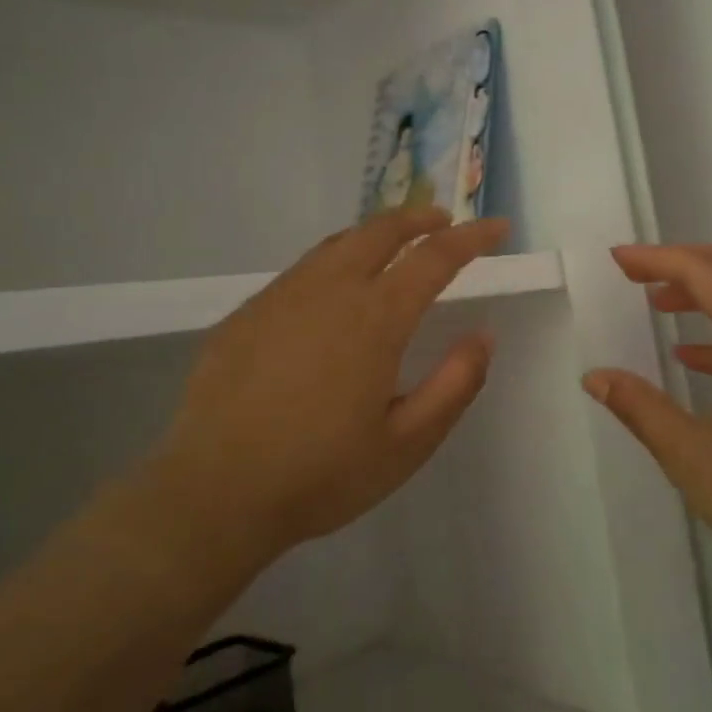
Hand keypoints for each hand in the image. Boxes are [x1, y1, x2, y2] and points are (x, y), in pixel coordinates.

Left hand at [151, 209, 508, 557]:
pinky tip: (334, 289)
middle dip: (419, 218)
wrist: (213, 494)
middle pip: (381, 231)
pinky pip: (301, 270)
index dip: (472, 237)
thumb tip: (483, 336)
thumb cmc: (321, 475)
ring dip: (375, 234)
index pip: (435, 257)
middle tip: (444, 220)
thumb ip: (454, 385)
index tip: (498, 226)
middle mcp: (329, 291)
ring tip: (396, 243)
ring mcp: (281, 297)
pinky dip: (335, 260)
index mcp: (375, 319)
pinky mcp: (246, 314)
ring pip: (337, 244)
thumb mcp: (407, 444)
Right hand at [583, 244, 711, 593]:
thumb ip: (641, 410)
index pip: (704, 271)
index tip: (616, 259)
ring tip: (659, 303)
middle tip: (634, 273)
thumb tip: (595, 377)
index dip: (656, 258)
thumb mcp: (695, 458)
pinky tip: (695, 357)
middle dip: (680, 263)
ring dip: (706, 291)